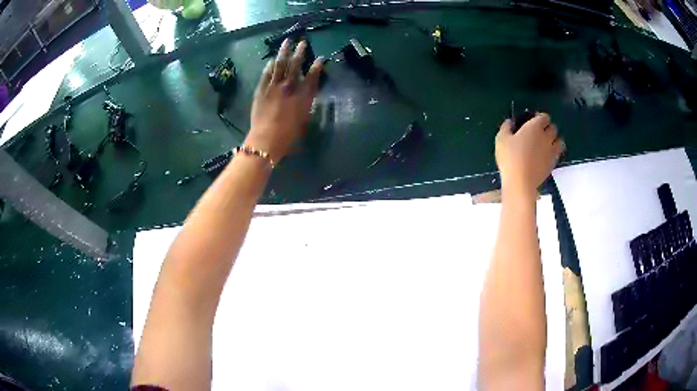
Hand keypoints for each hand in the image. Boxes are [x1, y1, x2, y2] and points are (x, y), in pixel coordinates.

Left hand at [246, 38, 323, 162]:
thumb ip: (308, 101)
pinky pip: (266, 73)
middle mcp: (290, 86)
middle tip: (302, 42)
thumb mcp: (304, 118)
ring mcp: (274, 86)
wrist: (267, 138)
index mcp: (303, 95)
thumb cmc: (289, 134)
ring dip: (284, 52)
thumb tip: (309, 89)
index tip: (320, 58)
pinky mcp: (261, 89)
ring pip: (280, 64)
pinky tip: (271, 60)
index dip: (317, 66)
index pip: (313, 75)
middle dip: (300, 52)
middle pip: (296, 64)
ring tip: (287, 42)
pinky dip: (270, 65)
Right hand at [495, 113, 564, 196]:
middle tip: (540, 133)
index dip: (540, 118)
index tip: (533, 121)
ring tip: (548, 144)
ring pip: (560, 141)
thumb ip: (506, 128)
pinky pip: (558, 154)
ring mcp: (551, 151)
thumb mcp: (501, 139)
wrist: (521, 182)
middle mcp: (546, 136)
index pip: (544, 117)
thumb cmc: (510, 158)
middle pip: (554, 128)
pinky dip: (554, 152)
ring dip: (555, 140)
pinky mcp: (553, 164)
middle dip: (548, 128)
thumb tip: (509, 122)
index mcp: (534, 127)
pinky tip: (546, 156)